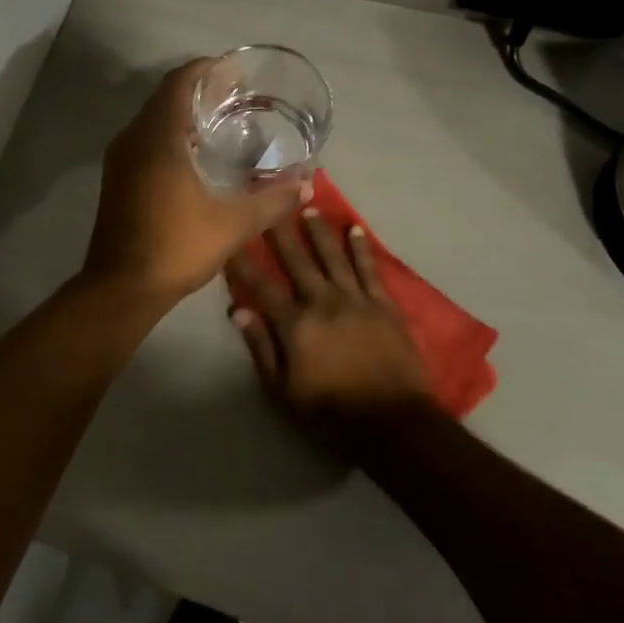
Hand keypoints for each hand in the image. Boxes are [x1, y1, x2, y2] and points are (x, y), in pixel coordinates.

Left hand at [83, 60, 309, 305]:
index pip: (179, 82)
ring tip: (222, 123)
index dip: (206, 69)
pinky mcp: (116, 179)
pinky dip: (170, 135)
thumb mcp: (233, 224)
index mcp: (158, 137)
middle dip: (199, 90)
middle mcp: (133, 138)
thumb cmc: (176, 247)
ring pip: (153, 120)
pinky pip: (145, 140)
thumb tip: (307, 184)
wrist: (121, 288)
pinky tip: (196, 157)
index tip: (234, 71)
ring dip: (183, 114)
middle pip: (165, 97)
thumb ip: (272, 200)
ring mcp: (120, 159)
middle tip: (237, 97)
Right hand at [228, 212, 435, 448]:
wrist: (392, 421)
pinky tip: (354, 229)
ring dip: (319, 231)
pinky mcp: (383, 304)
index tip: (231, 238)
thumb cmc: (330, 411)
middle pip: (297, 260)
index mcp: (295, 324)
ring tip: (308, 206)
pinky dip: (361, 248)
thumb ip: (261, 347)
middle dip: (280, 231)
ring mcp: (356, 299)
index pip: (261, 286)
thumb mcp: (283, 389)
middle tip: (269, 201)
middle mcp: (322, 301)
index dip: (243, 262)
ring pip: (333, 256)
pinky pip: (369, 269)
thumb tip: (238, 310)